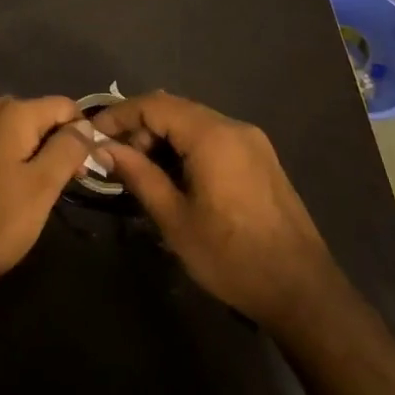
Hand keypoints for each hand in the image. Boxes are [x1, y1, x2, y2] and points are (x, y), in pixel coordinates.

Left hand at [0, 95, 86, 291]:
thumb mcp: (41, 187)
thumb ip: (68, 149)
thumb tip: (87, 125)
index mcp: (14, 112)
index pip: (66, 106)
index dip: (83, 134)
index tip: (88, 170)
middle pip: (43, 117)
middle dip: (60, 146)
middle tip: (66, 186)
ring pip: (23, 134)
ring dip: (38, 157)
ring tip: (42, 195)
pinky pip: (2, 146)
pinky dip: (16, 163)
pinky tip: (13, 194)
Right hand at [93, 91, 336, 326]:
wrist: (302, 291)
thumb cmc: (231, 256)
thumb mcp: (175, 219)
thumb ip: (138, 175)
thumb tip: (104, 148)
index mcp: (213, 135)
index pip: (155, 104)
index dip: (119, 115)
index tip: (92, 135)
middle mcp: (234, 126)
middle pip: (175, 109)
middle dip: (139, 127)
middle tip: (114, 159)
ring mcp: (252, 141)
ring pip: (194, 122)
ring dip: (162, 138)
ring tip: (138, 170)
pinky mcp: (261, 159)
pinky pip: (214, 138)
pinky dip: (186, 147)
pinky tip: (172, 176)